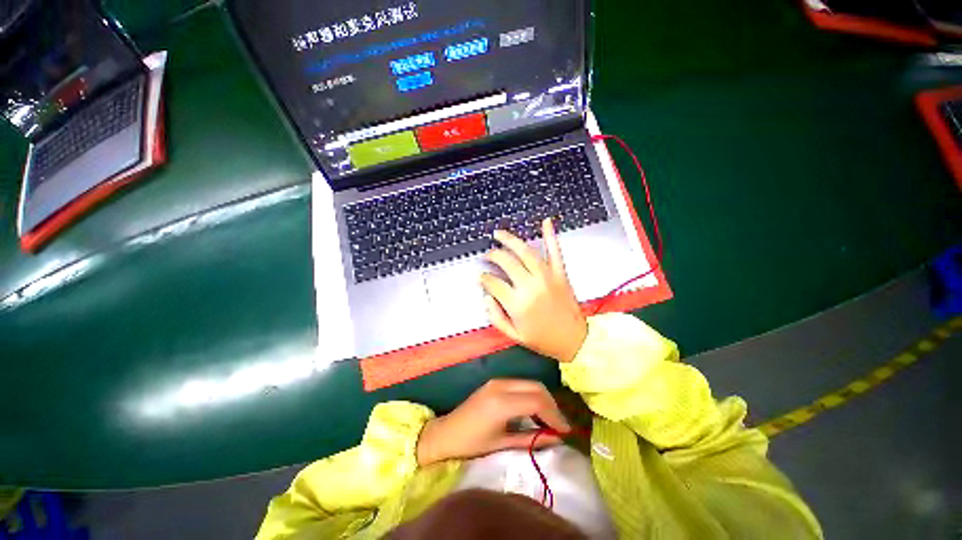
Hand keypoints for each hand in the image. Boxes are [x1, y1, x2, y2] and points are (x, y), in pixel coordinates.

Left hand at [416, 379, 569, 465]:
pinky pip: (521, 384)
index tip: (566, 430)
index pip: (537, 401)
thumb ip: (532, 439)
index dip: (555, 415)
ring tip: (549, 420)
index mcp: (501, 403)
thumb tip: (558, 438)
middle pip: (537, 387)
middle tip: (560, 425)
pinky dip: (532, 395)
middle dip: (552, 405)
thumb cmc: (472, 444)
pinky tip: (534, 411)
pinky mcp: (496, 381)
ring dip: (543, 398)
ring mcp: (498, 381)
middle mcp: (501, 385)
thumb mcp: (503, 444)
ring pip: (530, 383)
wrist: (446, 433)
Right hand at [480, 218, 587, 362]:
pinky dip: (551, 235)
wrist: (575, 340)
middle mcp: (531, 286)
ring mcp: (547, 277)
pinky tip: (546, 221)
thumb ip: (495, 316)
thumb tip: (486, 296)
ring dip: (510, 240)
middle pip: (507, 262)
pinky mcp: (560, 273)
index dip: (484, 278)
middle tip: (487, 255)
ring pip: (525, 252)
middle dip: (493, 255)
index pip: (493, 283)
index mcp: (518, 303)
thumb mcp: (513, 335)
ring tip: (499, 234)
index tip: (481, 276)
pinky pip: (555, 252)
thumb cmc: (542, 339)